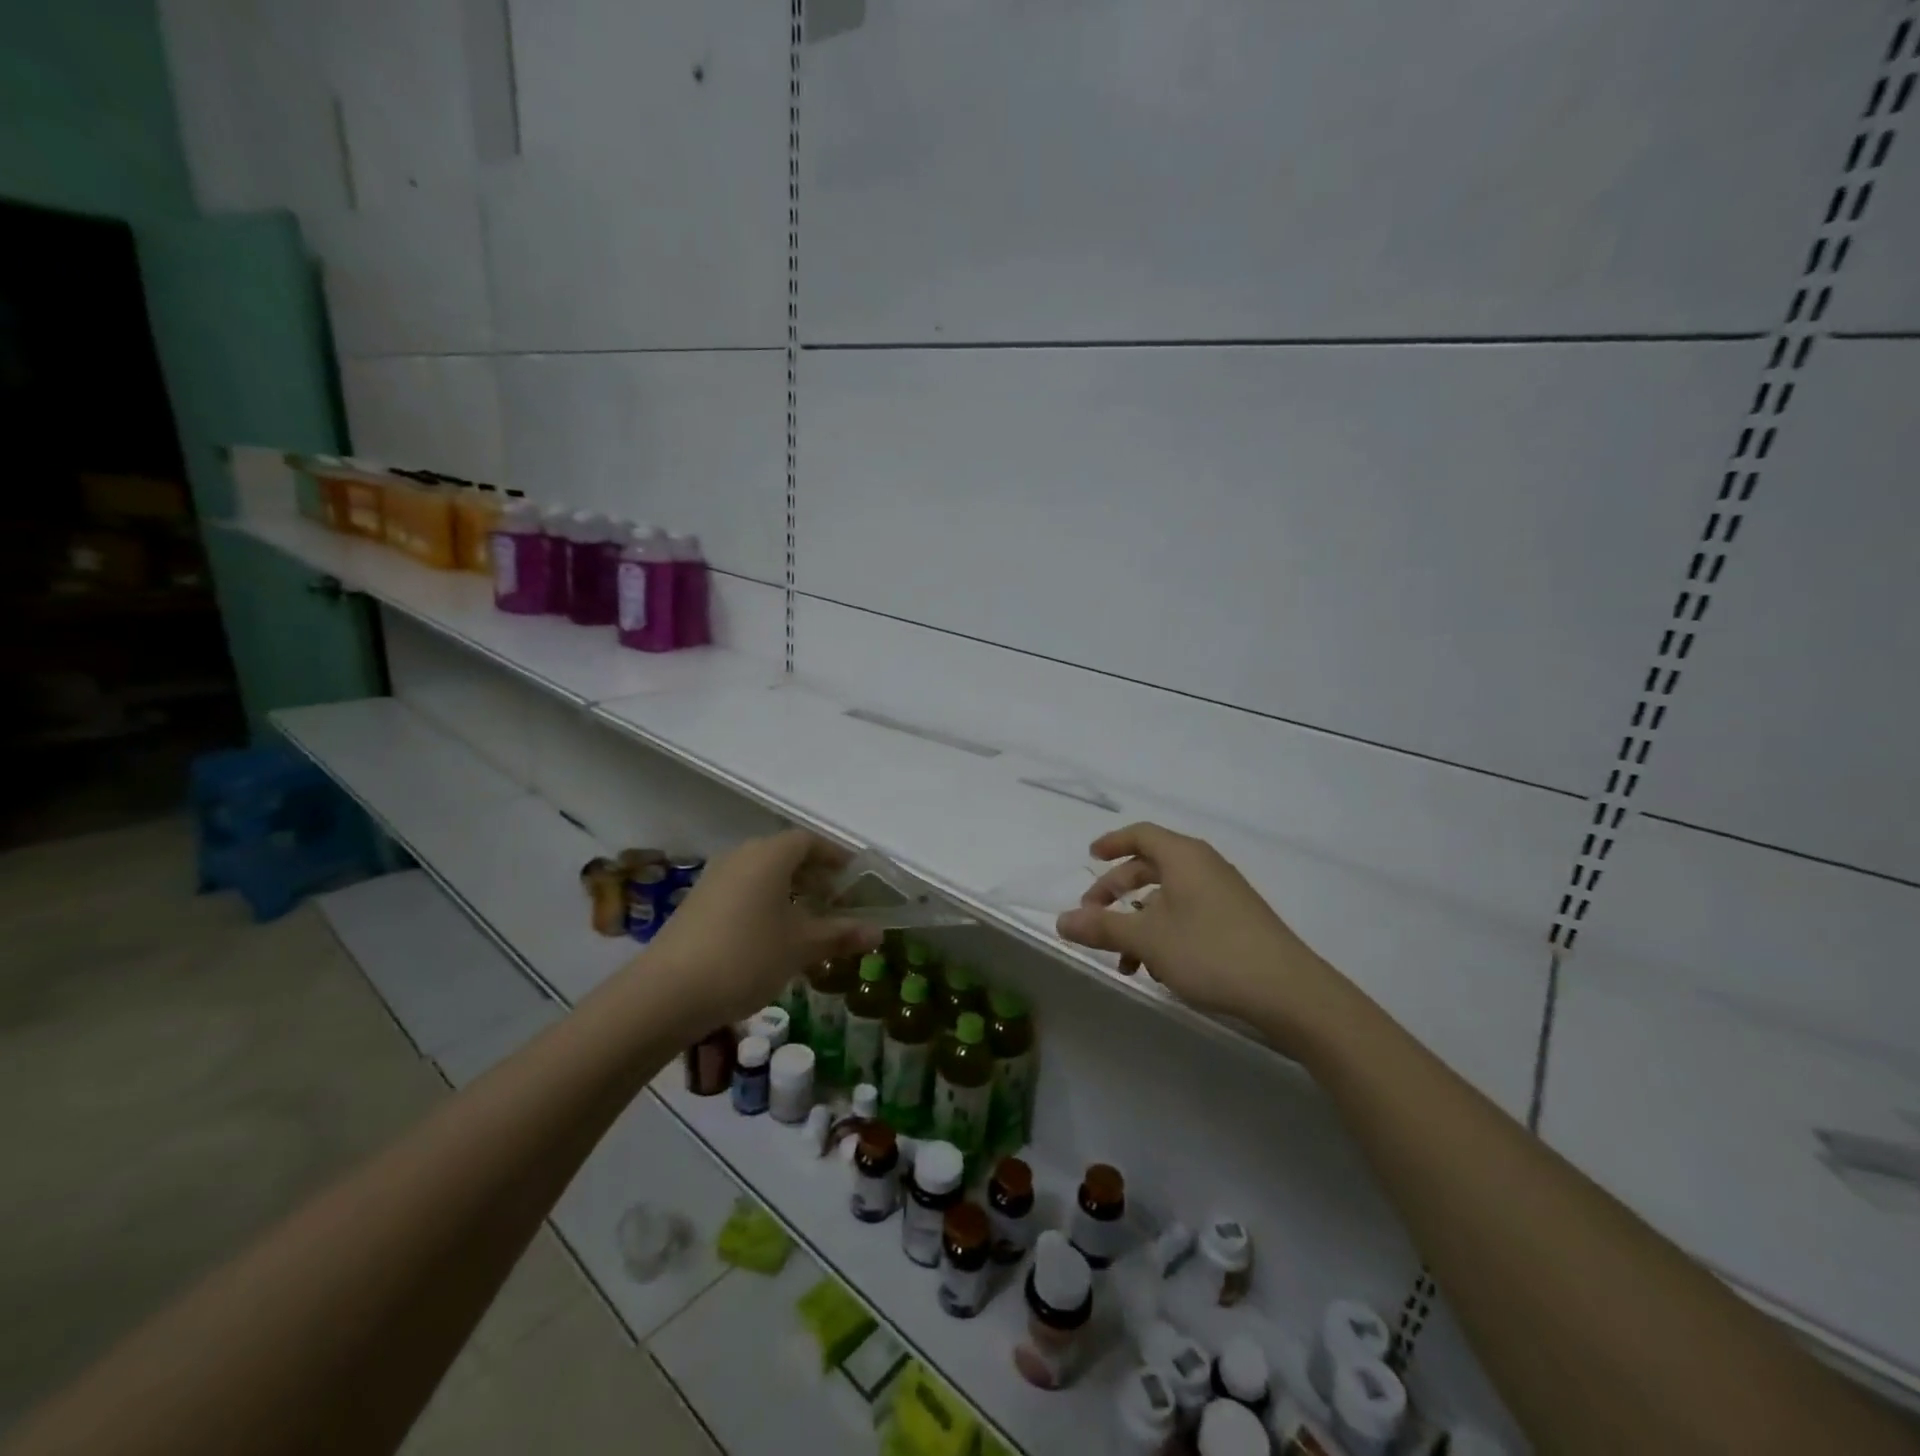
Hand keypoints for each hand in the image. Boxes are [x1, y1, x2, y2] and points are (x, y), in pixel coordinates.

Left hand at [646, 830, 879, 1030]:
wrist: (667, 993)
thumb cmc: (746, 957)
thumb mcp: (801, 947)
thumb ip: (840, 934)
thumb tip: (878, 933)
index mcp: (769, 856)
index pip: (809, 841)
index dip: (835, 857)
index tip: (854, 878)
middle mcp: (740, 857)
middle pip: (785, 855)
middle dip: (814, 875)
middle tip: (836, 902)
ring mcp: (714, 879)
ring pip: (762, 875)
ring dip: (789, 891)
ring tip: (808, 922)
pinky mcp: (697, 904)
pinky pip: (742, 891)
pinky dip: (764, 904)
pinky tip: (772, 938)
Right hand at [1055, 822, 1351, 1048]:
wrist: (1288, 992)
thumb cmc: (1211, 951)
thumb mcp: (1148, 940)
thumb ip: (1102, 928)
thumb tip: (1061, 921)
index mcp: (1183, 857)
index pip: (1141, 834)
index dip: (1112, 842)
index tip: (1089, 857)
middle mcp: (1204, 867)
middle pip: (1151, 866)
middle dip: (1117, 891)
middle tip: (1093, 915)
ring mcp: (1223, 895)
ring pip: (1168, 897)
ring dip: (1138, 922)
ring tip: (1123, 959)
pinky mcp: (1235, 922)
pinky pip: (1188, 915)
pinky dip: (1164, 934)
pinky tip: (1158, 970)